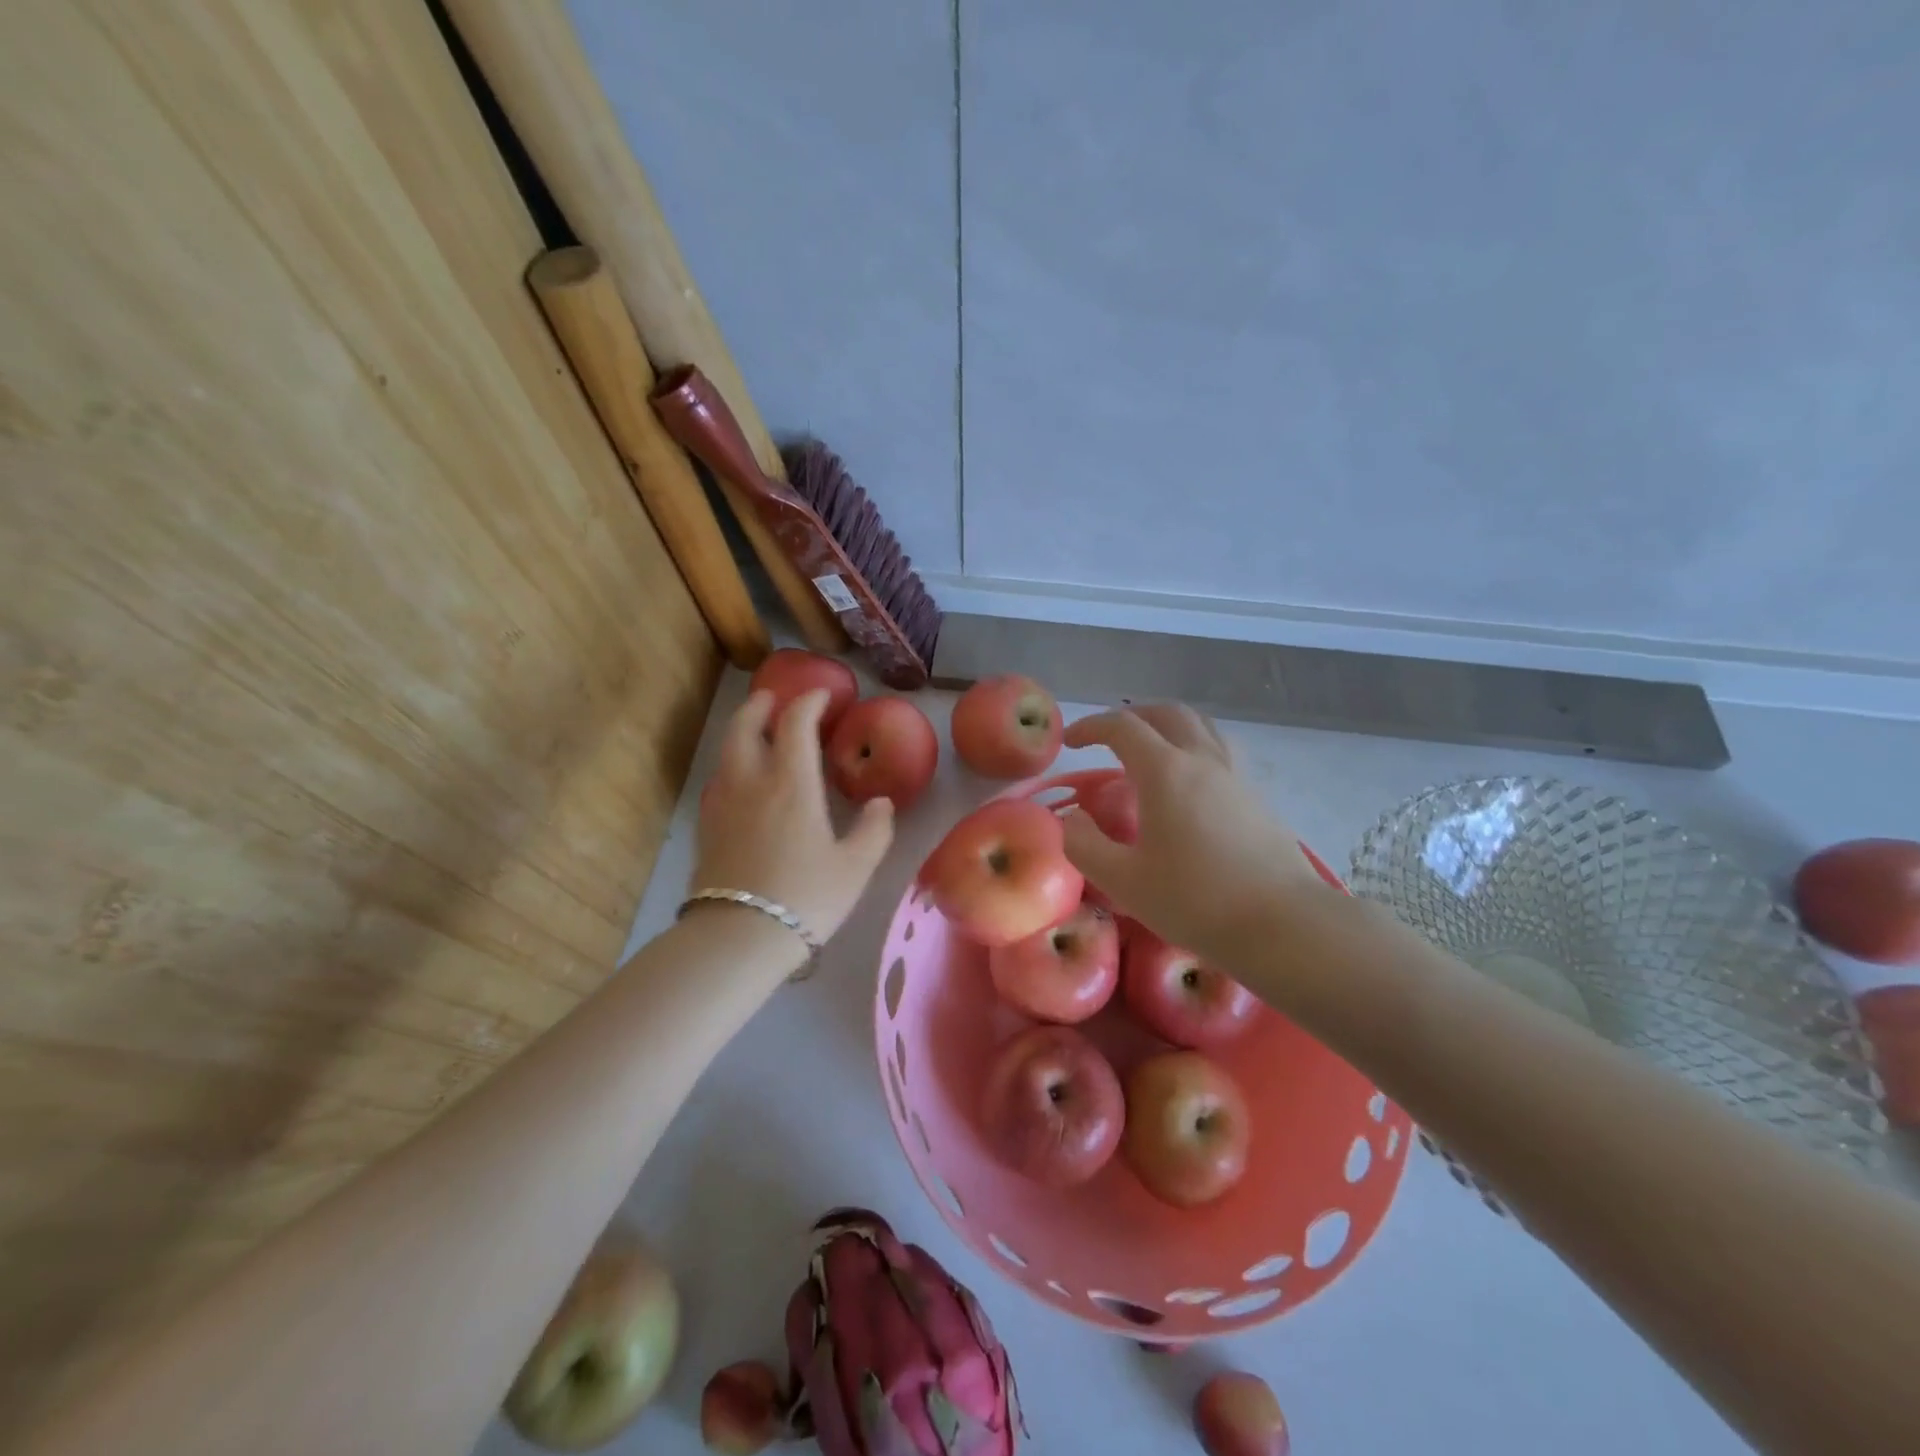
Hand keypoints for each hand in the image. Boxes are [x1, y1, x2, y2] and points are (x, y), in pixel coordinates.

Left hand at [690, 689, 893, 945]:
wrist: (739, 936)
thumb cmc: (806, 897)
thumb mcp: (855, 867)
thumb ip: (874, 830)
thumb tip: (881, 803)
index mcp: (792, 783)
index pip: (795, 723)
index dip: (809, 701)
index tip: (822, 695)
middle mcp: (752, 781)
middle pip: (746, 726)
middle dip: (760, 705)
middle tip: (774, 699)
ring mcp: (723, 803)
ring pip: (727, 751)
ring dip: (742, 731)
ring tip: (757, 731)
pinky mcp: (707, 826)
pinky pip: (719, 779)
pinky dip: (732, 763)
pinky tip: (742, 780)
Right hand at [1061, 704, 1327, 960]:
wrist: (1283, 924)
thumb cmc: (1195, 900)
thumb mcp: (1123, 880)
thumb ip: (1084, 845)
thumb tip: (1071, 820)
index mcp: (1165, 771)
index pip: (1122, 727)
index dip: (1091, 727)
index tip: (1070, 742)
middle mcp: (1203, 759)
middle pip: (1167, 713)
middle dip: (1132, 717)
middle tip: (1109, 739)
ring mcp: (1236, 775)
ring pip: (1201, 726)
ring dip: (1168, 726)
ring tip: (1150, 752)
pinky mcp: (1257, 797)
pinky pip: (1220, 751)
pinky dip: (1194, 748)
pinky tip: (1188, 785)